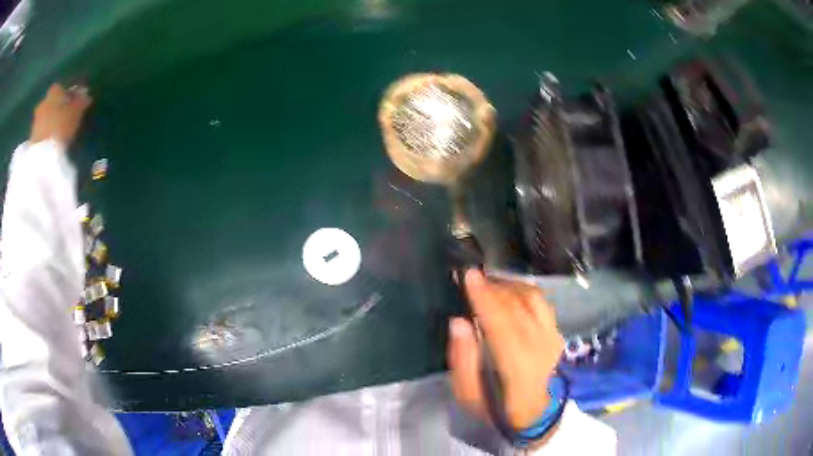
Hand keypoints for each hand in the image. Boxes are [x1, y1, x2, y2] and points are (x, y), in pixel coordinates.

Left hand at [30, 84, 92, 144]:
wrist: (42, 155)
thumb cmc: (61, 126)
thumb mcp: (77, 111)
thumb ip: (81, 101)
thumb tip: (85, 94)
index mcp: (54, 90)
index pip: (62, 88)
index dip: (67, 95)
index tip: (73, 104)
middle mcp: (43, 101)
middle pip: (51, 102)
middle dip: (56, 109)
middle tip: (64, 119)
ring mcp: (35, 121)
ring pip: (44, 117)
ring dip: (49, 122)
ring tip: (57, 134)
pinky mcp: (31, 139)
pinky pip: (40, 132)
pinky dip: (45, 135)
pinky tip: (50, 143)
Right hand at [448, 270, 563, 429]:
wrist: (538, 414)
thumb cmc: (499, 408)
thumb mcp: (470, 397)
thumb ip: (463, 361)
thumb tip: (458, 322)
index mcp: (517, 366)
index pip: (501, 323)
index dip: (484, 297)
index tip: (468, 275)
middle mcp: (539, 346)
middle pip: (517, 306)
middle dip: (492, 286)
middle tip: (472, 276)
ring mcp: (552, 338)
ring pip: (532, 299)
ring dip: (509, 284)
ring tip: (489, 281)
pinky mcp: (557, 333)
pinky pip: (542, 302)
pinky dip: (524, 290)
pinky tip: (510, 290)